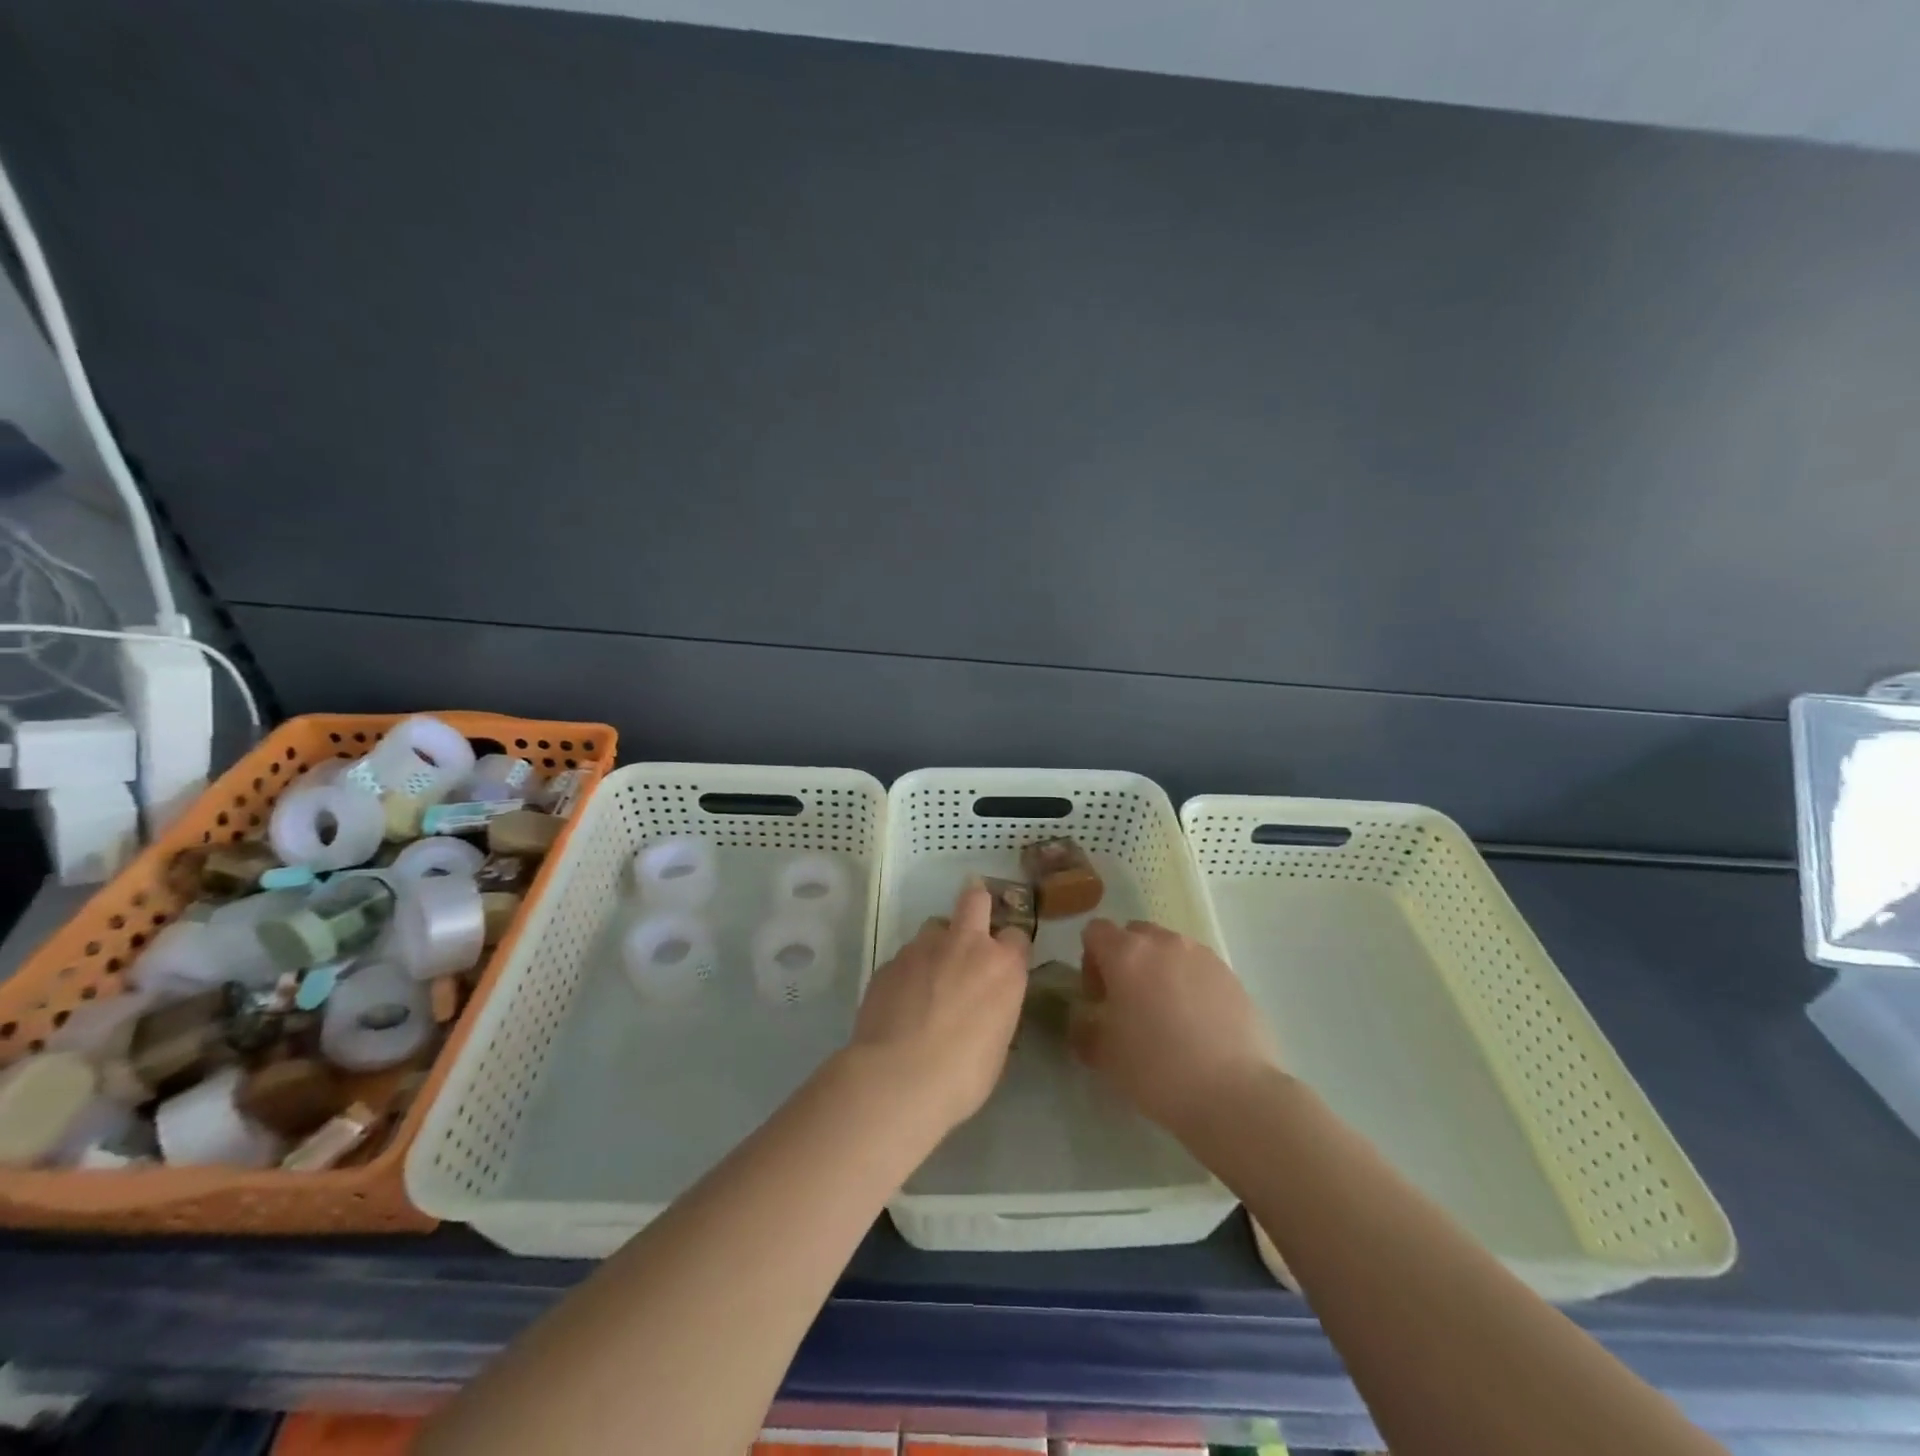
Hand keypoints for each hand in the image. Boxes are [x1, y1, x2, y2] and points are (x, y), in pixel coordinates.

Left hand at [847, 882, 1029, 1131]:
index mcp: (1002, 967)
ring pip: (933, 928)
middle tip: (971, 924)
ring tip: (929, 978)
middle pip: (975, 899)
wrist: (897, 1079)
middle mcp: (965, 945)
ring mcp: (922, 948)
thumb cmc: (962, 1075)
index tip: (1005, 964)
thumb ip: (995, 1012)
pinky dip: (907, 973)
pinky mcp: (889, 962)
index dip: (1011, 948)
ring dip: (937, 945)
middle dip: (976, 903)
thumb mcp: (998, 1047)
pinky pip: (904, 958)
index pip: (1018, 936)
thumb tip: (984, 1010)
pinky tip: (901, 1003)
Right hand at [1069, 919, 1279, 1135]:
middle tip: (1129, 1004)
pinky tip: (1197, 1024)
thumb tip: (1084, 1020)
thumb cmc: (1157, 1069)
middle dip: (1126, 961)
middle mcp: (1163, 942)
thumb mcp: (1103, 1055)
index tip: (1099, 998)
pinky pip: (1199, 967)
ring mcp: (1202, 955)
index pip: (1095, 931)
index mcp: (1126, 953)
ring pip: (1169, 949)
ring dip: (1160, 970)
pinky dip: (1190, 984)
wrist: (1234, 1094)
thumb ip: (1083, 1028)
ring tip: (1167, 1015)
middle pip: (1134, 934)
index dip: (1090, 961)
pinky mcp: (1231, 975)